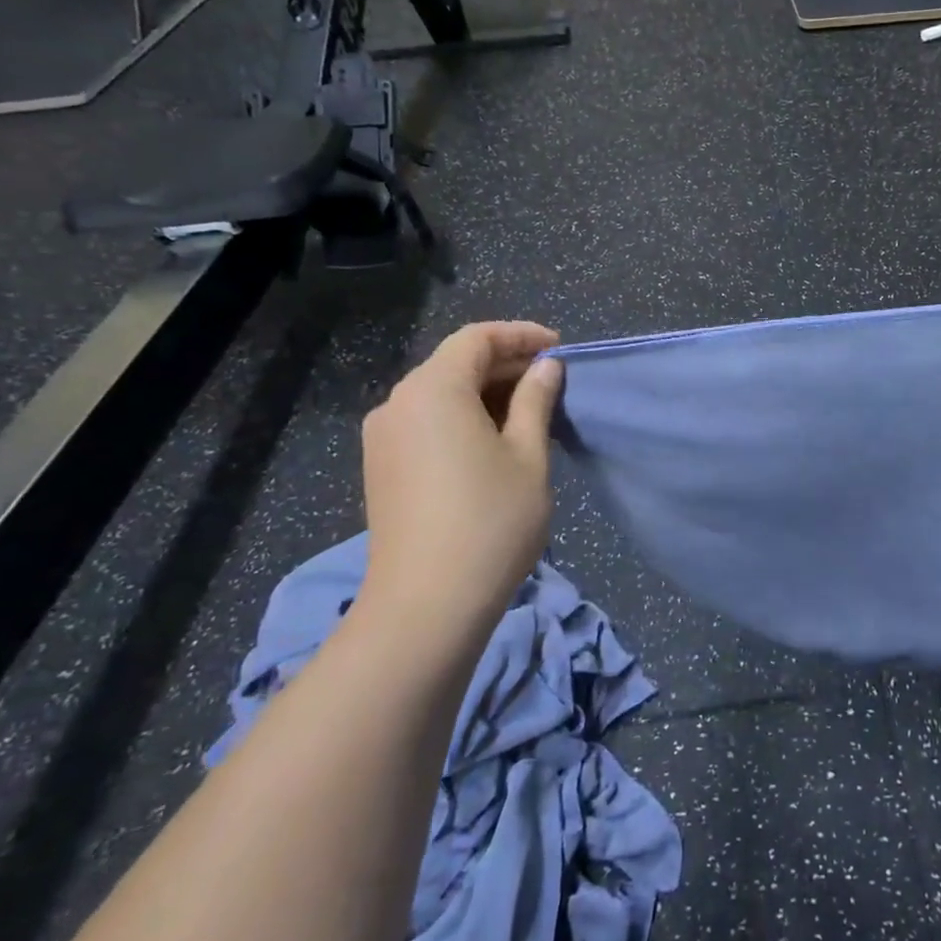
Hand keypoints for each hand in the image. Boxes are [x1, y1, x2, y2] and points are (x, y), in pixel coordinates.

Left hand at [357, 321, 563, 637]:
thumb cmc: (490, 521)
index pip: (477, 338)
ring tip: (529, 411)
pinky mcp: (381, 467)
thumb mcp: (528, 455)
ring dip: (485, 392)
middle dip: (505, 364)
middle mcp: (399, 402)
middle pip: (455, 363)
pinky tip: (494, 440)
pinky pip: (426, 421)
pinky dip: (462, 417)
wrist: (426, 605)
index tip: (559, 349)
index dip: (521, 335)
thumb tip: (546, 367)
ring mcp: (383, 437)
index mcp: (434, 389)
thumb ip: (535, 401)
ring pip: (439, 393)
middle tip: (551, 381)